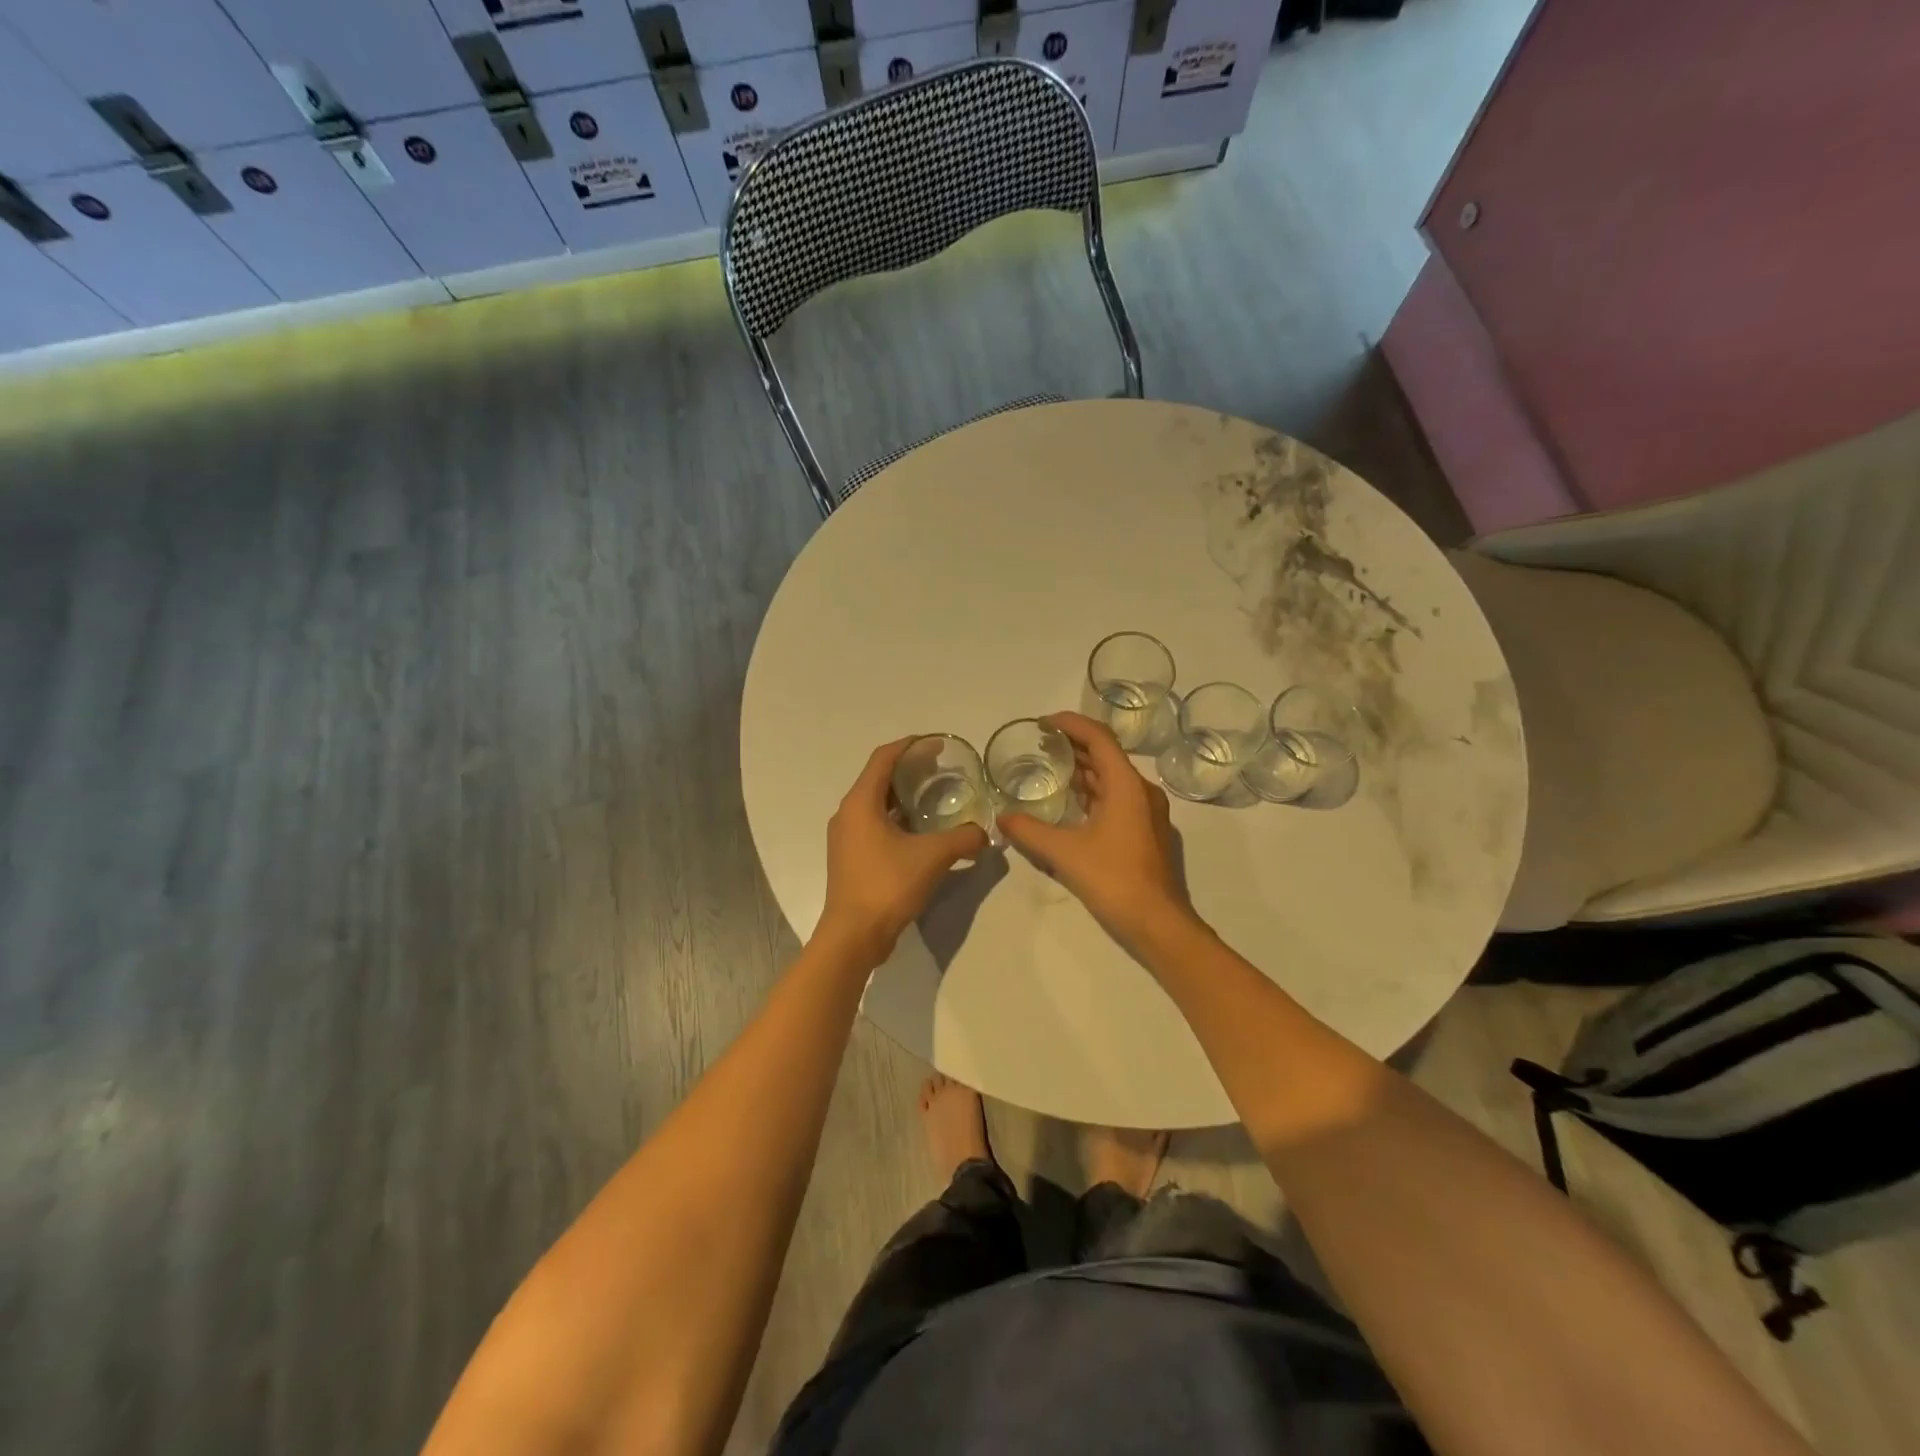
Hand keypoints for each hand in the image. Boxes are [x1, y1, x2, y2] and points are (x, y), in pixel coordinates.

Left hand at [816, 737, 989, 966]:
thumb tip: (984, 834)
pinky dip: (896, 818)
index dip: (910, 745)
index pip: (883, 758)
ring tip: (933, 797)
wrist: (853, 936)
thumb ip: (963, 839)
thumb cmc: (888, 885)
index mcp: (860, 803)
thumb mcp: (933, 857)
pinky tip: (920, 830)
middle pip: (878, 778)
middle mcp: (848, 814)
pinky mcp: (850, 858)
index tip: (937, 743)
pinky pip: (874, 824)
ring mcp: (846, 837)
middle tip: (940, 768)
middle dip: (908, 769)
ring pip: (875, 803)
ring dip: (902, 796)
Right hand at [996, 712, 1197, 947]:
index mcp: (1126, 785)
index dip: (1070, 723)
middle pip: (1106, 754)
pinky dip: (1093, 792)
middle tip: (1040, 745)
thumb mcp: (1064, 853)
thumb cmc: (1113, 879)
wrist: (1157, 921)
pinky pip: (1116, 798)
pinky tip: (1070, 803)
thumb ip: (1029, 831)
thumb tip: (1001, 819)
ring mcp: (1146, 811)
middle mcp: (1141, 790)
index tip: (1043, 723)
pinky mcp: (1144, 830)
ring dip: (1083, 769)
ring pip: (1111, 778)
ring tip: (1050, 768)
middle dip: (1073, 745)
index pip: (1098, 737)